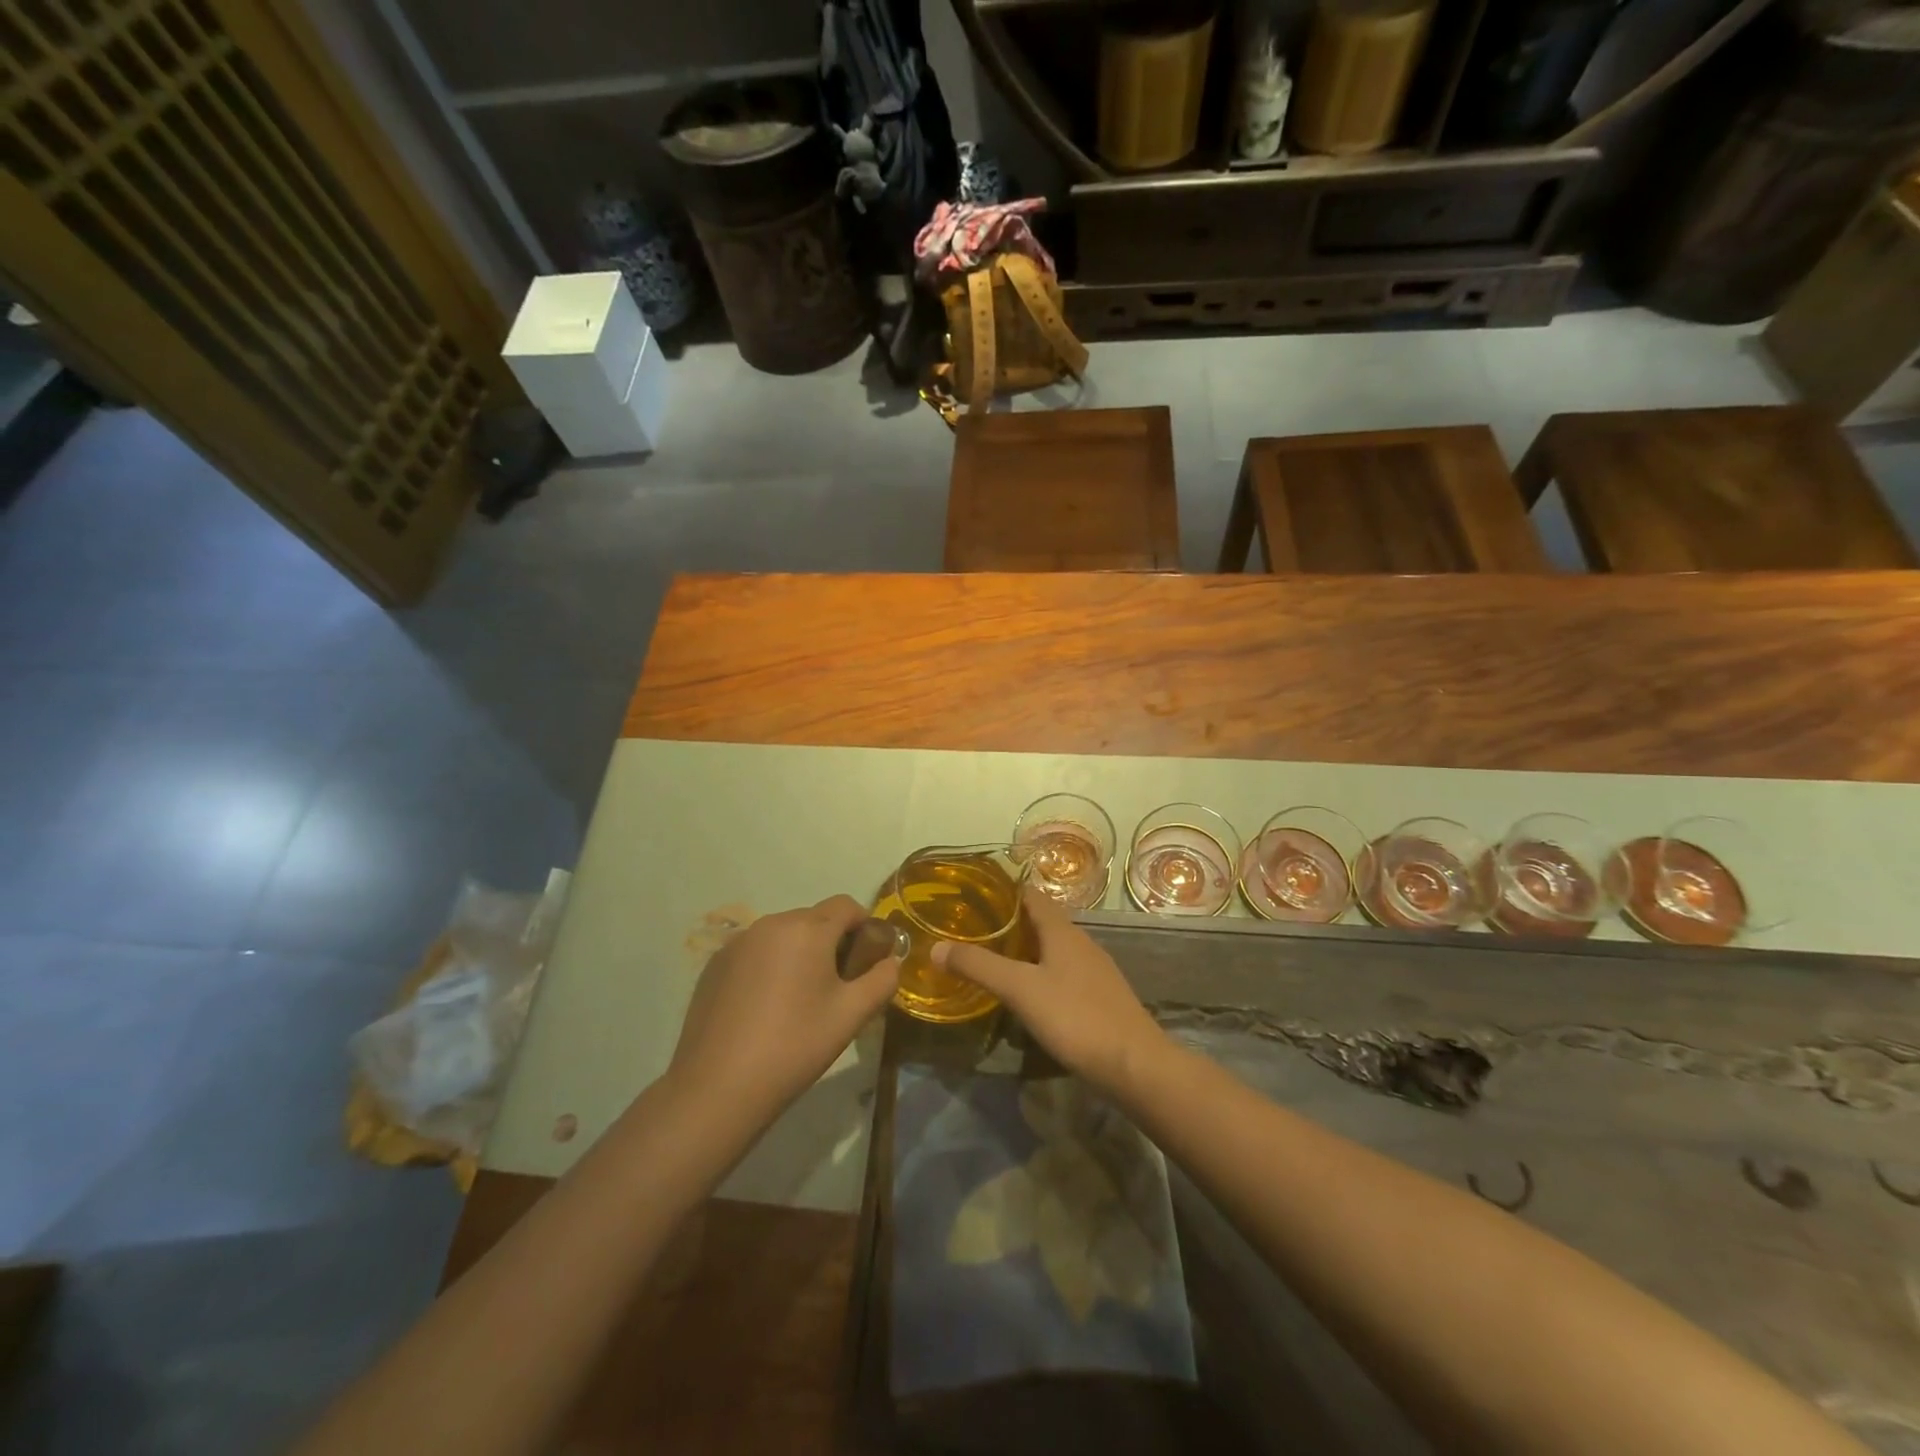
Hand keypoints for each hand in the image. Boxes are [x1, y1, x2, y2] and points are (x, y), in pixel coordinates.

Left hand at [669, 895, 897, 1130]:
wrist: (717, 1087)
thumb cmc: (794, 1046)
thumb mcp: (851, 1015)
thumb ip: (882, 980)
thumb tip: (890, 962)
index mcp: (807, 929)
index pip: (847, 906)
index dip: (865, 926)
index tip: (868, 960)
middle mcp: (771, 923)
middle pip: (814, 919)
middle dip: (831, 943)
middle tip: (837, 987)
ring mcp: (738, 942)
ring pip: (783, 935)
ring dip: (799, 954)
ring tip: (799, 1000)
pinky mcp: (714, 964)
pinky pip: (755, 952)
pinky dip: (768, 966)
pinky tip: (764, 1008)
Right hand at [933, 889, 1165, 1096]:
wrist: (1134, 1064)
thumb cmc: (1075, 1017)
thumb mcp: (1019, 989)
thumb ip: (979, 966)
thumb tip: (936, 947)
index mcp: (1062, 931)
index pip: (1032, 895)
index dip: (1004, 891)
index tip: (973, 894)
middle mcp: (1081, 942)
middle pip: (1042, 921)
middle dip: (1009, 922)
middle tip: (973, 930)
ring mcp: (1094, 970)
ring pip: (1053, 948)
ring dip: (1025, 949)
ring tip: (993, 959)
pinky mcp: (1100, 996)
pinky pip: (1064, 972)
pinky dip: (1041, 972)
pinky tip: (1027, 993)